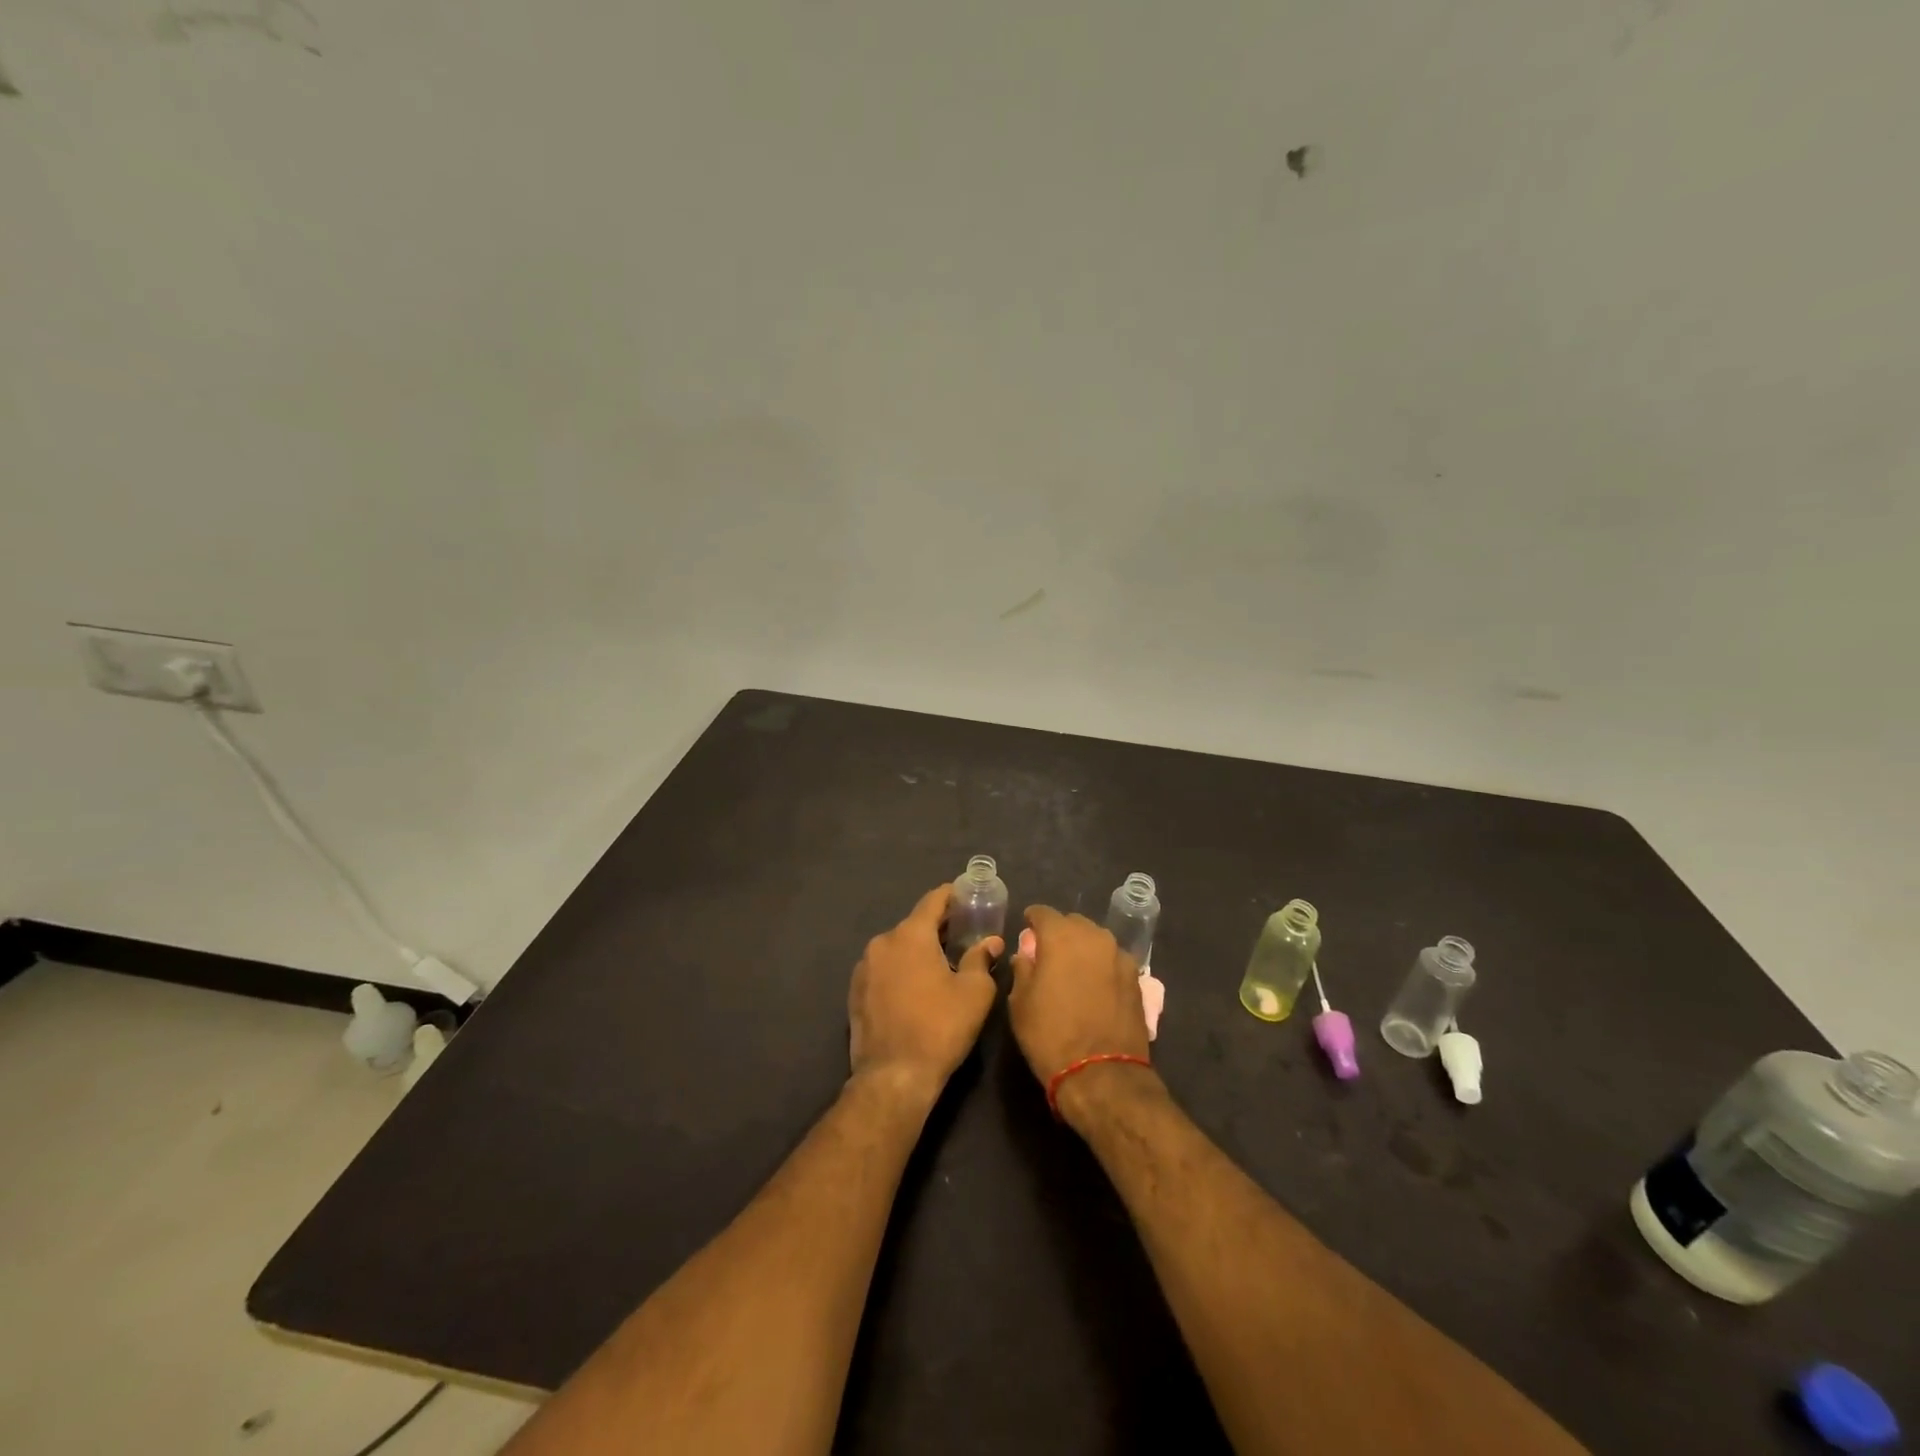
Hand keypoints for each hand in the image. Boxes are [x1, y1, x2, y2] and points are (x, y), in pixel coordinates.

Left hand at [848, 886, 998, 1101]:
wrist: (893, 1077)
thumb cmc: (940, 1028)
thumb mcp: (974, 992)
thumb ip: (981, 959)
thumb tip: (991, 942)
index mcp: (910, 935)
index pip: (933, 901)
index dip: (953, 895)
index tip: (968, 896)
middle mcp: (882, 943)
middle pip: (915, 924)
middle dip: (939, 927)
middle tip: (964, 934)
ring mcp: (864, 968)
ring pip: (898, 948)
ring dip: (918, 950)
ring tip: (941, 964)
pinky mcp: (855, 992)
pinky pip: (884, 969)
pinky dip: (901, 969)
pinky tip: (916, 989)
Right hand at [1007, 905, 1152, 1091]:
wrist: (1102, 1075)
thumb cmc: (1051, 1035)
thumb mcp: (1020, 1003)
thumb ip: (1022, 969)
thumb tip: (1026, 956)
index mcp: (1061, 936)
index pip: (1043, 913)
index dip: (1032, 921)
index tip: (1026, 931)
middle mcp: (1094, 937)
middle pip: (1073, 923)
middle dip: (1059, 933)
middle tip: (1048, 954)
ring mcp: (1119, 956)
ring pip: (1096, 940)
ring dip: (1083, 949)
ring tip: (1073, 971)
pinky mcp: (1137, 979)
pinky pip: (1112, 961)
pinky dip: (1101, 966)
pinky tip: (1095, 986)